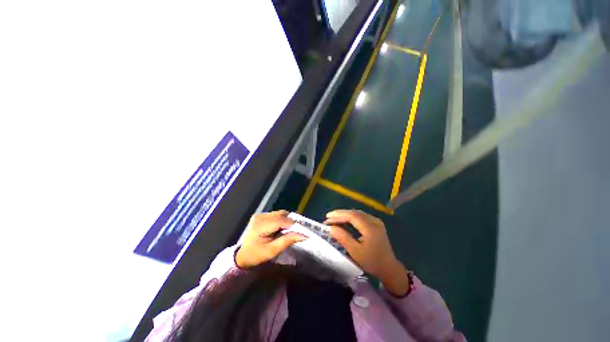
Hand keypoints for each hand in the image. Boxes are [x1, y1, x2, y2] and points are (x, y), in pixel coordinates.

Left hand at [235, 210, 307, 268]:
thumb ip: (287, 240)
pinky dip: (281, 220)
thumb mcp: (272, 251)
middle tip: (296, 232)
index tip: (303, 232)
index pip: (281, 220)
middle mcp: (260, 216)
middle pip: (281, 214)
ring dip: (286, 221)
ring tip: (288, 231)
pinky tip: (280, 229)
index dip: (293, 225)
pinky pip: (276, 215)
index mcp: (261, 225)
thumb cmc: (256, 255)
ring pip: (280, 213)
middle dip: (290, 222)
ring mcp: (260, 215)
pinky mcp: (261, 216)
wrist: (241, 256)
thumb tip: (303, 235)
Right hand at [326, 209, 409, 295]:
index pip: (352, 216)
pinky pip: (361, 216)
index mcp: (370, 228)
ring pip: (357, 213)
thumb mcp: (355, 252)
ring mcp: (376, 221)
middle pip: (354, 213)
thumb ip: (343, 238)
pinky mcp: (376, 223)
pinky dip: (351, 217)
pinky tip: (344, 220)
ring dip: (345, 215)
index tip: (328, 217)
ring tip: (334, 218)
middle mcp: (374, 221)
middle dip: (340, 214)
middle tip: (329, 217)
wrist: (389, 268)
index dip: (339, 215)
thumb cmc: (372, 262)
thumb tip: (331, 227)